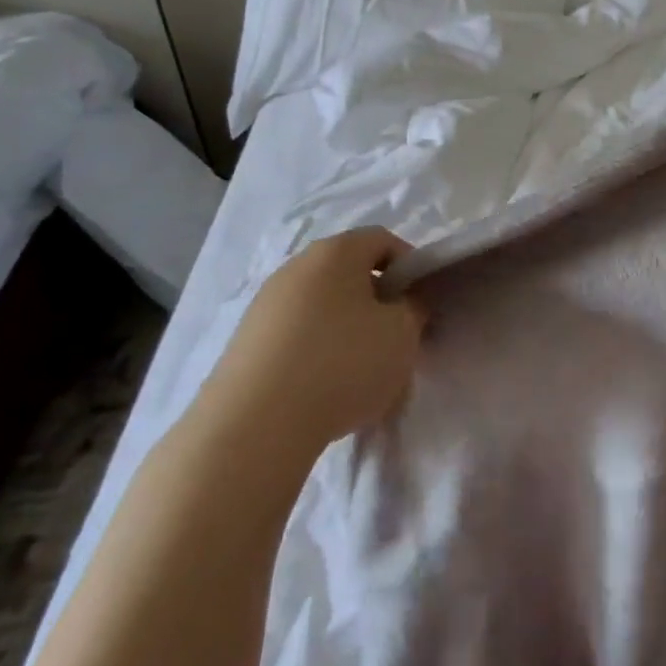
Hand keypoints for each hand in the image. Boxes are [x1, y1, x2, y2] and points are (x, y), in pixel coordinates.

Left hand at [198, 227, 425, 460]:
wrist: (255, 426)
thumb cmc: (343, 364)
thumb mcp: (402, 334)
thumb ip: (414, 308)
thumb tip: (403, 301)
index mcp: (336, 252)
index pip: (382, 239)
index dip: (409, 266)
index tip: (419, 303)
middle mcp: (296, 266)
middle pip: (349, 272)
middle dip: (376, 300)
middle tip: (394, 338)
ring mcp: (265, 303)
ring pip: (322, 305)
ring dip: (346, 328)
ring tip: (359, 372)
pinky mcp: (246, 341)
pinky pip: (296, 334)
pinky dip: (316, 351)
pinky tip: (323, 389)